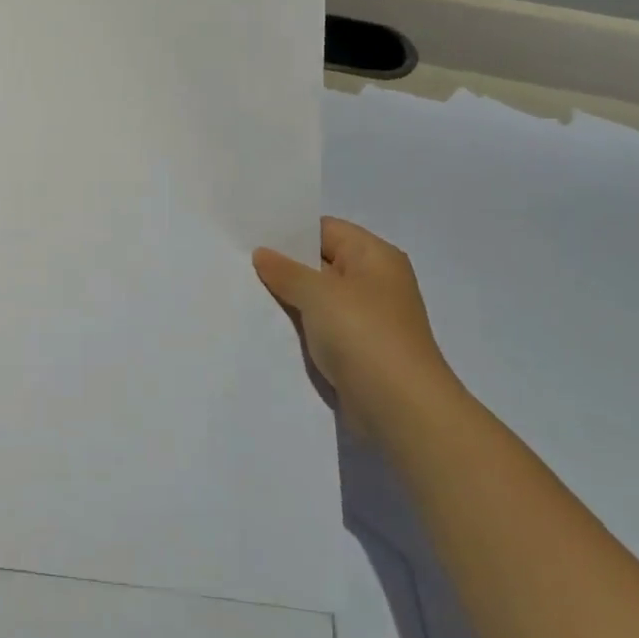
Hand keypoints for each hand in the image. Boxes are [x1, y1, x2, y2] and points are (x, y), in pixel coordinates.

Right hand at [253, 216, 461, 438]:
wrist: (400, 408)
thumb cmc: (364, 335)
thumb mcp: (318, 293)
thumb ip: (286, 270)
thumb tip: (263, 253)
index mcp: (375, 256)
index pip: (325, 229)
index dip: (289, 230)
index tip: (250, 234)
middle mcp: (374, 281)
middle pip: (321, 262)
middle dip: (283, 264)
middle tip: (238, 259)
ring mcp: (367, 317)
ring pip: (318, 296)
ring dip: (288, 297)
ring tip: (244, 288)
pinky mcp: (358, 349)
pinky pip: (321, 326)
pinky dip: (298, 324)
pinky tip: (266, 323)